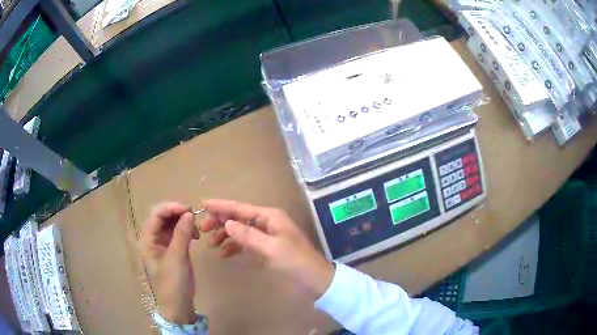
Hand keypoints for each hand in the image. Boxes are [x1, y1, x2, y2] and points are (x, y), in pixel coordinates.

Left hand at [139, 202, 198, 323]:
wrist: (177, 306)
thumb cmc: (173, 284)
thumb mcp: (177, 259)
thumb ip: (182, 234)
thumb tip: (189, 213)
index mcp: (147, 239)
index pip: (156, 214)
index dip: (172, 208)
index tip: (190, 210)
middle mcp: (152, 238)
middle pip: (162, 216)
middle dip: (178, 213)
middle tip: (195, 217)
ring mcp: (161, 244)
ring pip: (170, 223)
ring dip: (183, 221)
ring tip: (196, 229)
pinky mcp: (171, 249)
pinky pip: (176, 233)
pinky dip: (185, 230)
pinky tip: (194, 236)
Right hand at [199, 199, 334, 299]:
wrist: (314, 280)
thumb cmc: (295, 262)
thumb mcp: (271, 248)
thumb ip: (248, 235)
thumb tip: (226, 222)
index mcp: (269, 216)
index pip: (240, 208)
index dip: (221, 205)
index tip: (202, 204)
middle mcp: (266, 222)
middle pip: (238, 217)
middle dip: (220, 221)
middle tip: (202, 229)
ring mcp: (266, 235)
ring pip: (240, 230)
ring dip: (225, 235)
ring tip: (211, 244)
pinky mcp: (265, 248)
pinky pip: (245, 243)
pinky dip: (234, 246)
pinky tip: (223, 254)